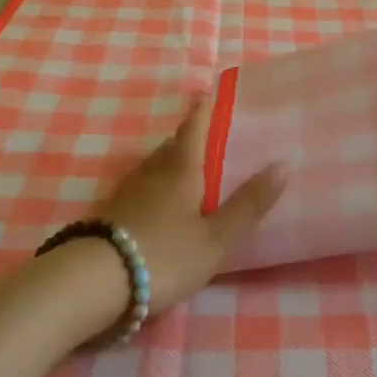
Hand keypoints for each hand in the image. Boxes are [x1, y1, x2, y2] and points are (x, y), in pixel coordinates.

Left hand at [94, 94, 286, 312]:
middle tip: (207, 138)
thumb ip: (248, 204)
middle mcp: (152, 171)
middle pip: (172, 145)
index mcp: (181, 169)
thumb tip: (283, 163)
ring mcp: (127, 192)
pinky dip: (153, 188)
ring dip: (170, 163)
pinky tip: (157, 205)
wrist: (93, 283)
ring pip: (153, 167)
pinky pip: (139, 189)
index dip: (203, 109)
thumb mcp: (216, 238)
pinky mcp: (110, 214)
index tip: (209, 93)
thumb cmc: (164, 254)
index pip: (194, 127)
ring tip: (187, 171)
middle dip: (189, 138)